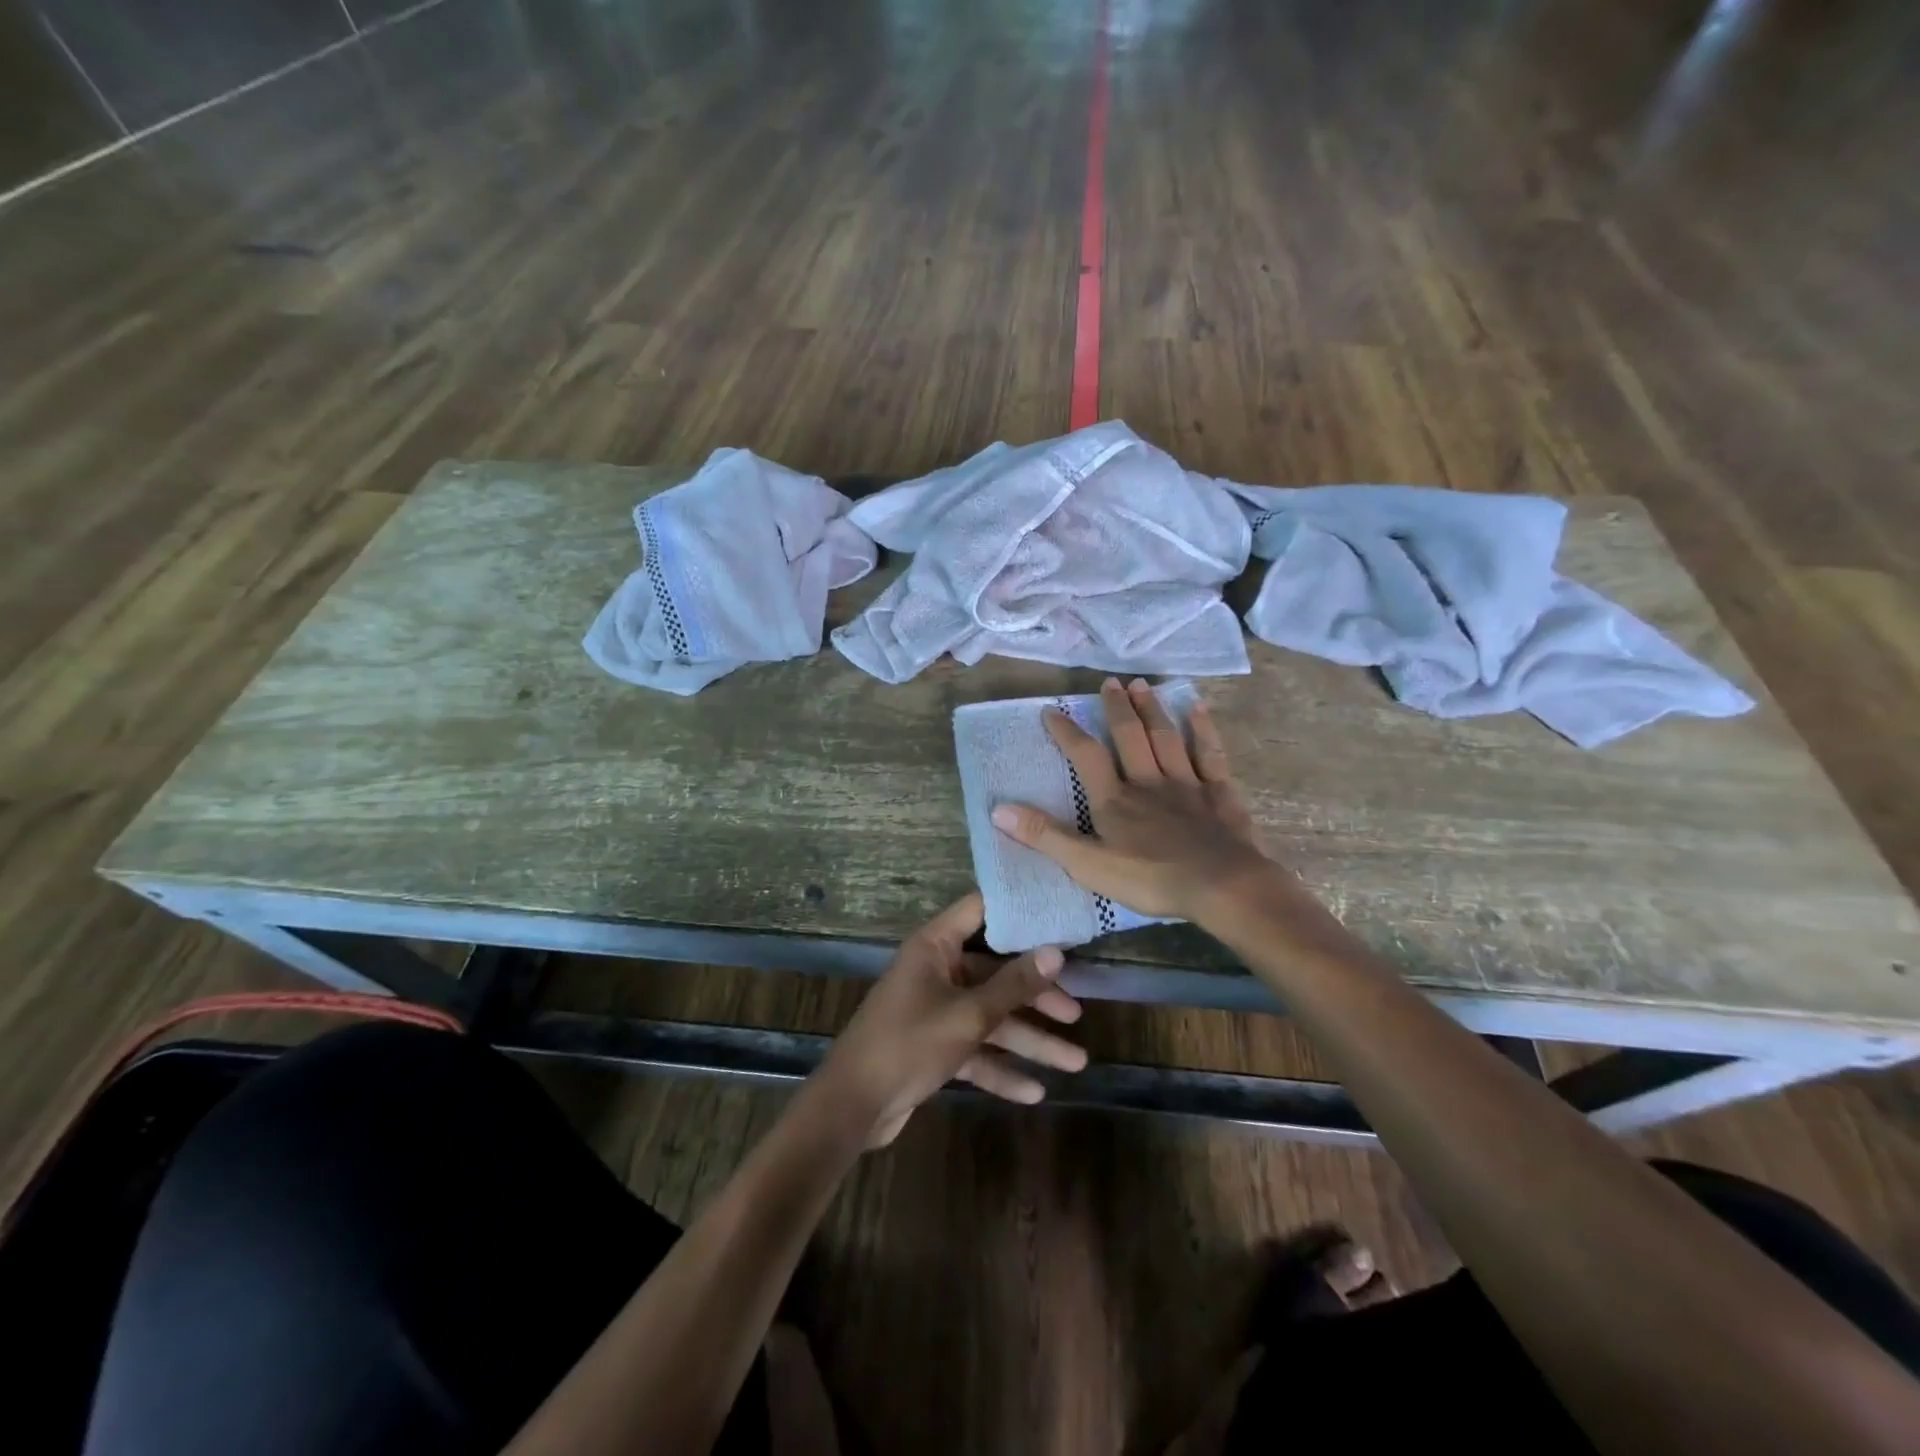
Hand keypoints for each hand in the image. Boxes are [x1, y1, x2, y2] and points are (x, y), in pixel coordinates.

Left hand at [819, 892, 1087, 1146]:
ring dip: (1029, 1040)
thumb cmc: (909, 1045)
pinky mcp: (933, 1046)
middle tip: (1076, 1012)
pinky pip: (975, 1049)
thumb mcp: (968, 1015)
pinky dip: (1001, 1069)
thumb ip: (1014, 985)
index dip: (1019, 911)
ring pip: (990, 1017)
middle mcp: (936, 971)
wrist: (852, 1107)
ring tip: (1076, 1062)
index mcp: (935, 947)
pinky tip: (1034, 1092)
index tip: (1060, 916)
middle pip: (995, 973)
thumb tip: (1056, 952)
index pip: (982, 911)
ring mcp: (934, 1009)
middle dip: (1036, 996)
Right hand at [990, 677, 1275, 921]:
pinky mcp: (1219, 793)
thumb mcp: (1088, 865)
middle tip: (1110, 681)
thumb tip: (998, 810)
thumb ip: (1045, 836)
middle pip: (1129, 736)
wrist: (1220, 886)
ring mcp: (1186, 784)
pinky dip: (1203, 730)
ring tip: (1142, 685)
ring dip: (1152, 710)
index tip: (1051, 710)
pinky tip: (1198, 708)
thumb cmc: (1151, 880)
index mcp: (1114, 800)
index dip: (1067, 732)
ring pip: (1166, 738)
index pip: (1086, 756)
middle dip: (1117, 708)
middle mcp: (1147, 782)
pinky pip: (1209, 754)